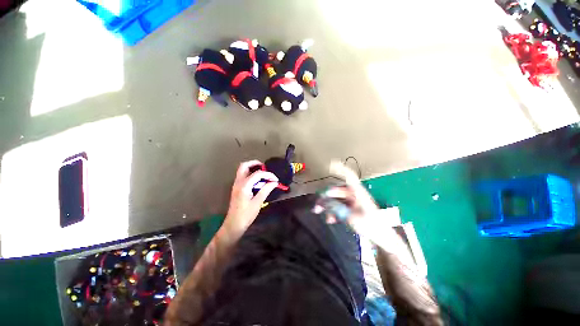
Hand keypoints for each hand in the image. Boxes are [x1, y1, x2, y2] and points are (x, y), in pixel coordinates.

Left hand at [224, 160, 278, 231]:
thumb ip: (266, 190)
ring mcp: (236, 185)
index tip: (276, 179)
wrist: (234, 225)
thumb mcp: (258, 202)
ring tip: (263, 174)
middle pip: (244, 166)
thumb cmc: (246, 215)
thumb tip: (274, 182)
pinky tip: (258, 181)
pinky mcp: (237, 188)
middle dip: (255, 164)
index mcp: (244, 186)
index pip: (257, 174)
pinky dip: (251, 174)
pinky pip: (243, 176)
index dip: (268, 175)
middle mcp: (238, 182)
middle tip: (265, 168)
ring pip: (243, 170)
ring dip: (252, 168)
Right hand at [317, 162, 398, 245]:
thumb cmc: (370, 226)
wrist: (382, 238)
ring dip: (328, 206)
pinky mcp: (352, 209)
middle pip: (337, 191)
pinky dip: (333, 211)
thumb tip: (323, 202)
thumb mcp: (351, 217)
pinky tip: (330, 219)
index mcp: (358, 193)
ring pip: (336, 199)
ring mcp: (353, 202)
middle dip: (325, 197)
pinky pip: (339, 206)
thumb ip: (336, 208)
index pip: (349, 177)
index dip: (340, 169)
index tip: (330, 164)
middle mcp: (354, 194)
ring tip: (320, 213)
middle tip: (317, 205)